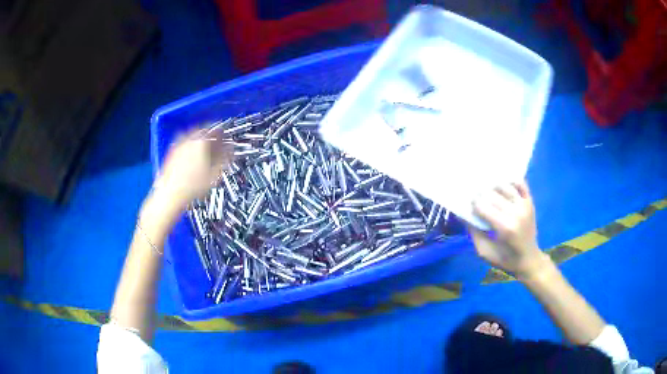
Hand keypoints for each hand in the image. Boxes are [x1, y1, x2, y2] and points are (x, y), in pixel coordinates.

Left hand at [152, 126, 232, 209]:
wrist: (171, 193)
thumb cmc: (191, 186)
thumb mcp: (214, 174)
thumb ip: (224, 159)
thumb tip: (230, 151)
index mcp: (201, 141)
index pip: (216, 131)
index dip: (224, 136)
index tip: (227, 141)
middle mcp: (189, 139)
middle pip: (204, 132)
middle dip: (212, 138)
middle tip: (217, 145)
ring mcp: (179, 145)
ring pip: (194, 137)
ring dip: (201, 142)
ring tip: (206, 151)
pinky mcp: (172, 152)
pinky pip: (185, 144)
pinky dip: (191, 147)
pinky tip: (194, 158)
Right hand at [469, 181, 548, 277]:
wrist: (529, 260)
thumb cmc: (505, 259)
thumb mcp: (484, 252)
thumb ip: (473, 233)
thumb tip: (463, 215)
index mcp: (504, 228)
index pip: (483, 207)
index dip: (473, 205)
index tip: (469, 207)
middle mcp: (516, 213)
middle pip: (493, 195)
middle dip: (481, 195)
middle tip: (476, 198)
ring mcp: (524, 205)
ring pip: (505, 186)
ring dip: (494, 187)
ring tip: (488, 192)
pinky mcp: (530, 202)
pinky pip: (521, 184)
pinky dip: (511, 181)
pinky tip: (504, 186)